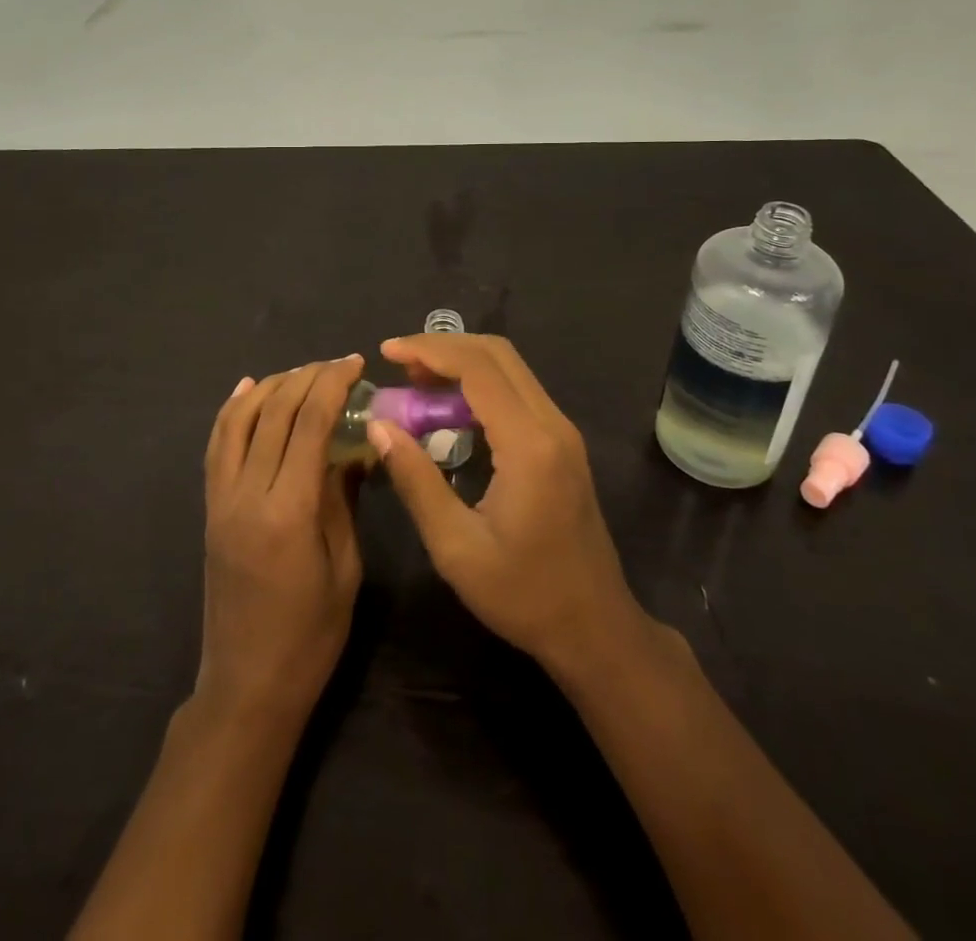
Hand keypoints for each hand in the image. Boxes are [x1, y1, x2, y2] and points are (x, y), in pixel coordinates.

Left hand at [196, 357, 364, 723]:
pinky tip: (250, 389)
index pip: (309, 424)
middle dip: (307, 377)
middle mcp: (247, 494)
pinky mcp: (210, 508)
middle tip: (337, 365)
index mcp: (288, 511)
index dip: (333, 385)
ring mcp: (221, 499)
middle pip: (273, 412)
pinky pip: (218, 444)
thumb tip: (356, 447)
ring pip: (238, 419)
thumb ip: (344, 498)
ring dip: (271, 386)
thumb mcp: (345, 567)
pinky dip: (233, 410)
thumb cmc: (310, 636)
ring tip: (302, 372)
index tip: (355, 364)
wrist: (247, 685)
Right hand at [367, 334, 643, 676]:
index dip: (429, 350)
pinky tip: (450, 409)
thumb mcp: (455, 547)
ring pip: (510, 369)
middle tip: (399, 364)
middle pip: (498, 354)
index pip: (477, 368)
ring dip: (462, 363)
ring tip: (416, 382)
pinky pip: (518, 392)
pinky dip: (480, 384)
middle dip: (444, 347)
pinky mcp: (562, 444)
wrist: (595, 628)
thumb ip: (415, 480)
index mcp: (529, 444)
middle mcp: (552, 424)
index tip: (387, 352)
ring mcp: (562, 432)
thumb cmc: (523, 595)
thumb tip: (380, 427)